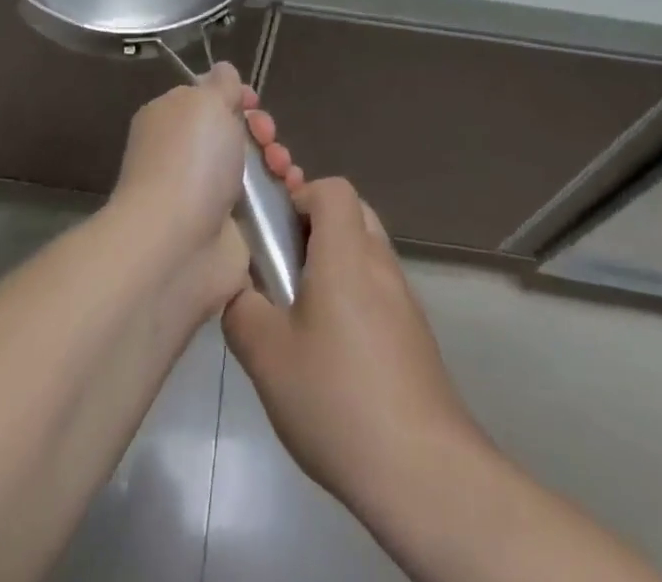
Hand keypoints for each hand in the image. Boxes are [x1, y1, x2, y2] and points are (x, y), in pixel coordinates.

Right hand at [222, 178, 477, 516]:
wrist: (424, 473)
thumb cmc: (338, 399)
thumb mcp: (266, 355)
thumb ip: (240, 308)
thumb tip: (237, 288)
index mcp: (346, 253)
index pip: (332, 189)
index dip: (300, 196)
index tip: (275, 234)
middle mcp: (381, 264)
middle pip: (352, 214)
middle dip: (314, 228)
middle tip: (284, 268)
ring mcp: (404, 300)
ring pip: (366, 254)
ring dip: (334, 265)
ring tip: (302, 314)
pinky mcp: (416, 335)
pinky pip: (379, 291)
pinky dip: (354, 298)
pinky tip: (333, 353)